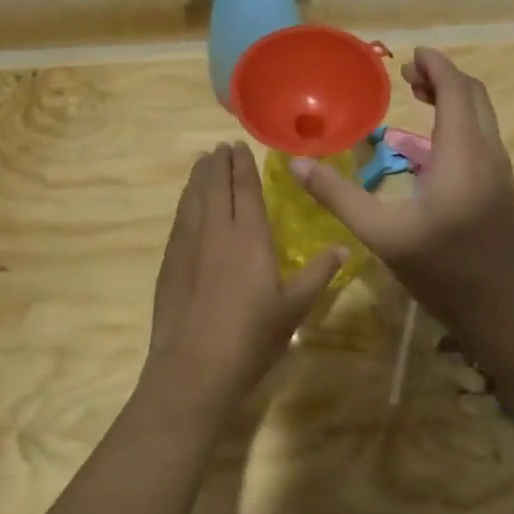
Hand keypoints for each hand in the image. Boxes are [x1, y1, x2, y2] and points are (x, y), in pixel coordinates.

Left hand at [142, 142, 346, 418]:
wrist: (194, 367)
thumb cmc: (251, 337)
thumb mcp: (294, 308)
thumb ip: (318, 274)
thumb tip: (343, 248)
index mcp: (249, 236)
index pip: (244, 188)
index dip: (242, 165)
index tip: (239, 145)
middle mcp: (216, 230)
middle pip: (214, 185)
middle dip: (219, 163)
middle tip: (221, 146)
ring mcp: (188, 244)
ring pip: (193, 198)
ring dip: (198, 177)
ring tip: (202, 162)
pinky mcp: (170, 262)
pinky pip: (179, 219)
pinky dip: (185, 201)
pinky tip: (187, 203)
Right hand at [291, 48, 513, 334]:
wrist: (507, 316)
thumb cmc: (444, 273)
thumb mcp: (383, 235)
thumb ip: (339, 196)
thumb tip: (296, 163)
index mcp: (463, 155)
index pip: (456, 90)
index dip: (435, 66)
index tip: (409, 55)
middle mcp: (488, 154)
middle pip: (474, 96)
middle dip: (443, 77)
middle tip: (406, 76)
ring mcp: (500, 173)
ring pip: (482, 117)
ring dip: (454, 99)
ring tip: (417, 98)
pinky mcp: (501, 191)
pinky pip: (483, 138)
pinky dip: (460, 122)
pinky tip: (430, 146)